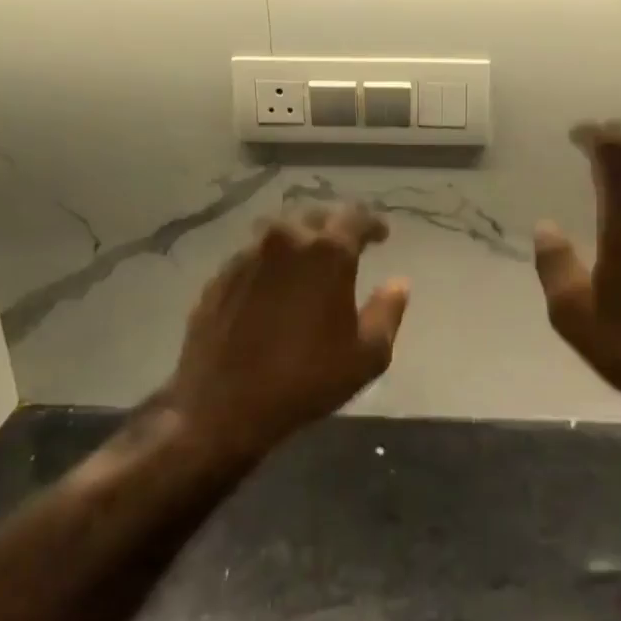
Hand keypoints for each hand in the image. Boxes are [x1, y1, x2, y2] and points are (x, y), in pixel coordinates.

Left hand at [165, 204, 409, 457]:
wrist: (221, 404)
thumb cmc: (305, 379)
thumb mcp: (366, 355)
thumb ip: (387, 311)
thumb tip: (399, 283)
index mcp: (327, 252)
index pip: (355, 216)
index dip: (372, 223)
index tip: (382, 235)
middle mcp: (285, 240)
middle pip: (315, 215)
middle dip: (334, 225)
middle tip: (346, 244)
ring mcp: (247, 255)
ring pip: (280, 231)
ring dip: (300, 238)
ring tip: (309, 259)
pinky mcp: (220, 275)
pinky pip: (254, 254)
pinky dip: (271, 261)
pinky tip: (274, 284)